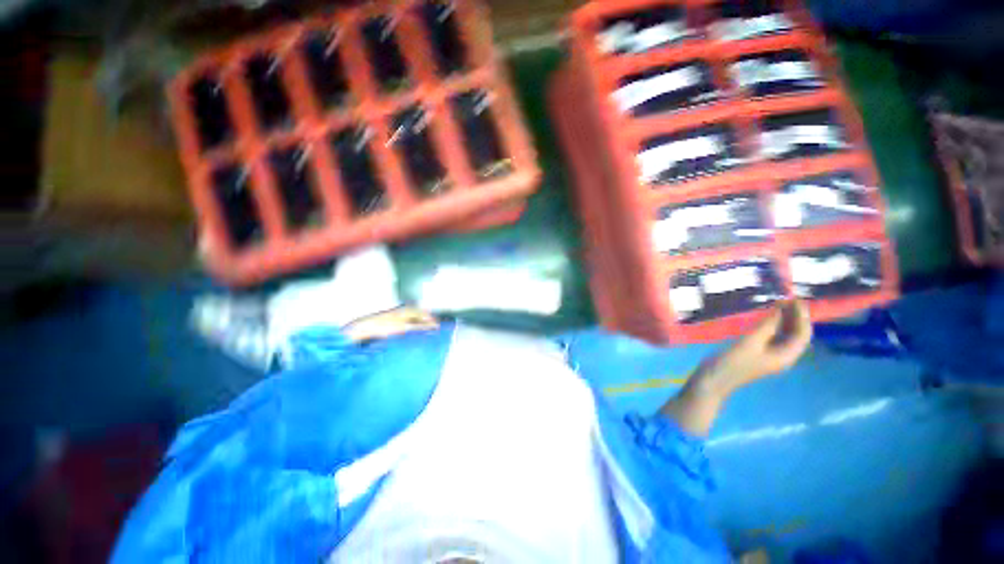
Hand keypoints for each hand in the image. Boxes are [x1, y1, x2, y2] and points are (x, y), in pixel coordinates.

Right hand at [694, 300, 812, 395]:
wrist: (713, 378)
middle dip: (795, 316)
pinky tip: (766, 315)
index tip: (795, 298)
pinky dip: (772, 324)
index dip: (802, 316)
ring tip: (778, 302)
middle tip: (787, 296)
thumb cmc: (732, 362)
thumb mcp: (750, 342)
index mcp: (786, 356)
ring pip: (784, 334)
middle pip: (796, 334)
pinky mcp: (758, 351)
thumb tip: (781, 308)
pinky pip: (772, 335)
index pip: (803, 334)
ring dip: (784, 318)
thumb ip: (767, 325)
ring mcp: (770, 354)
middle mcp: (783, 355)